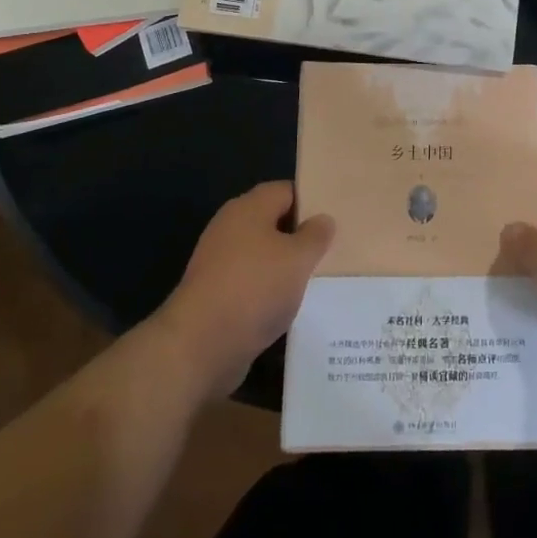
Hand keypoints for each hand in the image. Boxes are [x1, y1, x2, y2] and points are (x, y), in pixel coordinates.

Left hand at [156, 182, 334, 399]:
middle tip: (333, 249)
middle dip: (301, 236)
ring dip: (285, 266)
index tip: (336, 218)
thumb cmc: (254, 289)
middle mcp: (230, 228)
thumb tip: (323, 219)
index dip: (312, 201)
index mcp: (248, 208)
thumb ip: (316, 236)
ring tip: (317, 279)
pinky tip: (290, 306)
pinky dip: (269, 291)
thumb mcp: (298, 258)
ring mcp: (219, 262)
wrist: (200, 346)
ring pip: (263, 255)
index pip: (287, 191)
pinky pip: (251, 282)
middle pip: (273, 222)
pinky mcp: (215, 293)